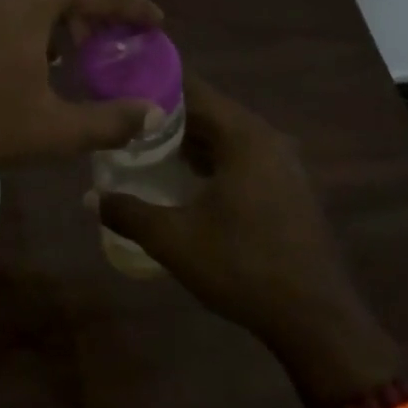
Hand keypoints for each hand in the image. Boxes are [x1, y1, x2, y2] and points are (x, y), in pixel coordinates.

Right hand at [97, 75, 399, 401]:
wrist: (318, 322)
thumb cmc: (243, 268)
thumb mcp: (175, 240)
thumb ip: (129, 212)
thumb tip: (89, 197)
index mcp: (243, 136)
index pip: (192, 89)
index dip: (154, 85)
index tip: (119, 89)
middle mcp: (267, 138)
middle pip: (209, 111)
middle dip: (166, 116)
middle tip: (125, 123)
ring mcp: (283, 163)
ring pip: (226, 136)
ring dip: (189, 140)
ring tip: (147, 150)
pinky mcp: (289, 188)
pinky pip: (243, 156)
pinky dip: (213, 159)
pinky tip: (187, 182)